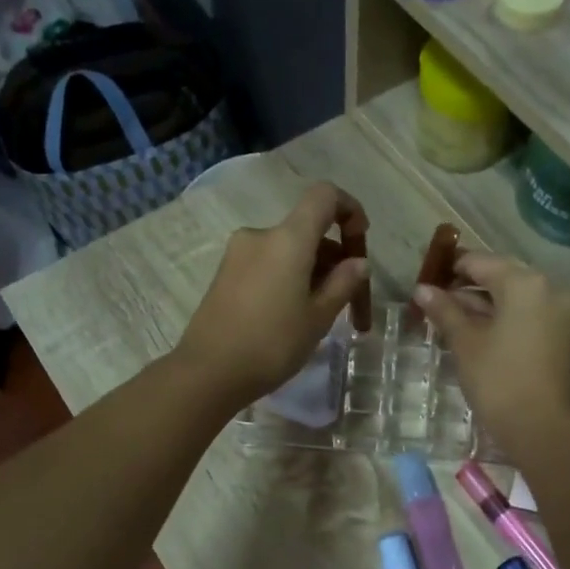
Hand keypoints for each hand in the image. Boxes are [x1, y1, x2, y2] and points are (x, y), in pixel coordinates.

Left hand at [173, 183, 369, 407]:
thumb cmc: (272, 344)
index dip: (349, 210)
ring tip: (321, 316)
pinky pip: (267, 265)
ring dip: (312, 272)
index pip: (324, 196)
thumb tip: (358, 263)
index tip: (361, 242)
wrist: (208, 372)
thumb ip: (343, 284)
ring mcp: (238, 254)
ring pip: (287, 251)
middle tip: (350, 303)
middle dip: (334, 259)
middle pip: (307, 230)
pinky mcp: (225, 275)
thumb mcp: (318, 318)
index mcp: (288, 238)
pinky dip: (288, 279)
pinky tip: (292, 317)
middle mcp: (260, 235)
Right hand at [413, 253, 569, 455]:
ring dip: (487, 305)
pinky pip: (531, 317)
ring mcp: (563, 314)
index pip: (481, 262)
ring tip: (454, 320)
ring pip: (518, 299)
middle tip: (438, 301)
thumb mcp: (465, 343)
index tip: (427, 280)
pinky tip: (484, 334)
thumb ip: (445, 311)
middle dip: (469, 287)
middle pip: (502, 277)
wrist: (542, 428)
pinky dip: (507, 320)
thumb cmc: (497, 381)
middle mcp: (550, 289)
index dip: (451, 268)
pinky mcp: (567, 337)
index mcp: (524, 283)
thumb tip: (422, 289)